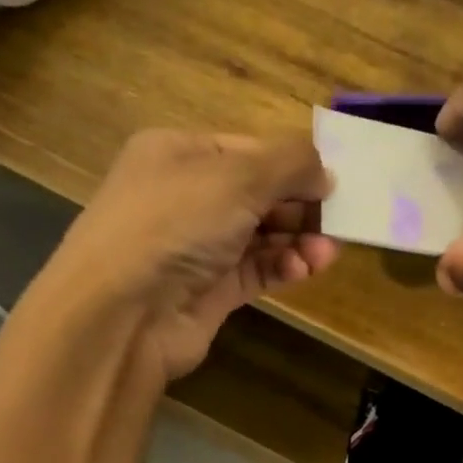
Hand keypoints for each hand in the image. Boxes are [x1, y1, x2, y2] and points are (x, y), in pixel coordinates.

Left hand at [49, 129, 338, 380]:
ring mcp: (196, 247)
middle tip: (340, 219)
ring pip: (260, 236)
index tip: (334, 181)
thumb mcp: (238, 175)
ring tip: (328, 251)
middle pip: (258, 194)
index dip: (292, 164)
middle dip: (300, 205)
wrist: (122, 313)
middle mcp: (185, 197)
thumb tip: (326, 173)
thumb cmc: (176, 223)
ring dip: (298, 239)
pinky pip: (255, 271)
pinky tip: (306, 268)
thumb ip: (291, 163)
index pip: (248, 150)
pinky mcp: (208, 291)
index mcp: (179, 154)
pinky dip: (283, 267)